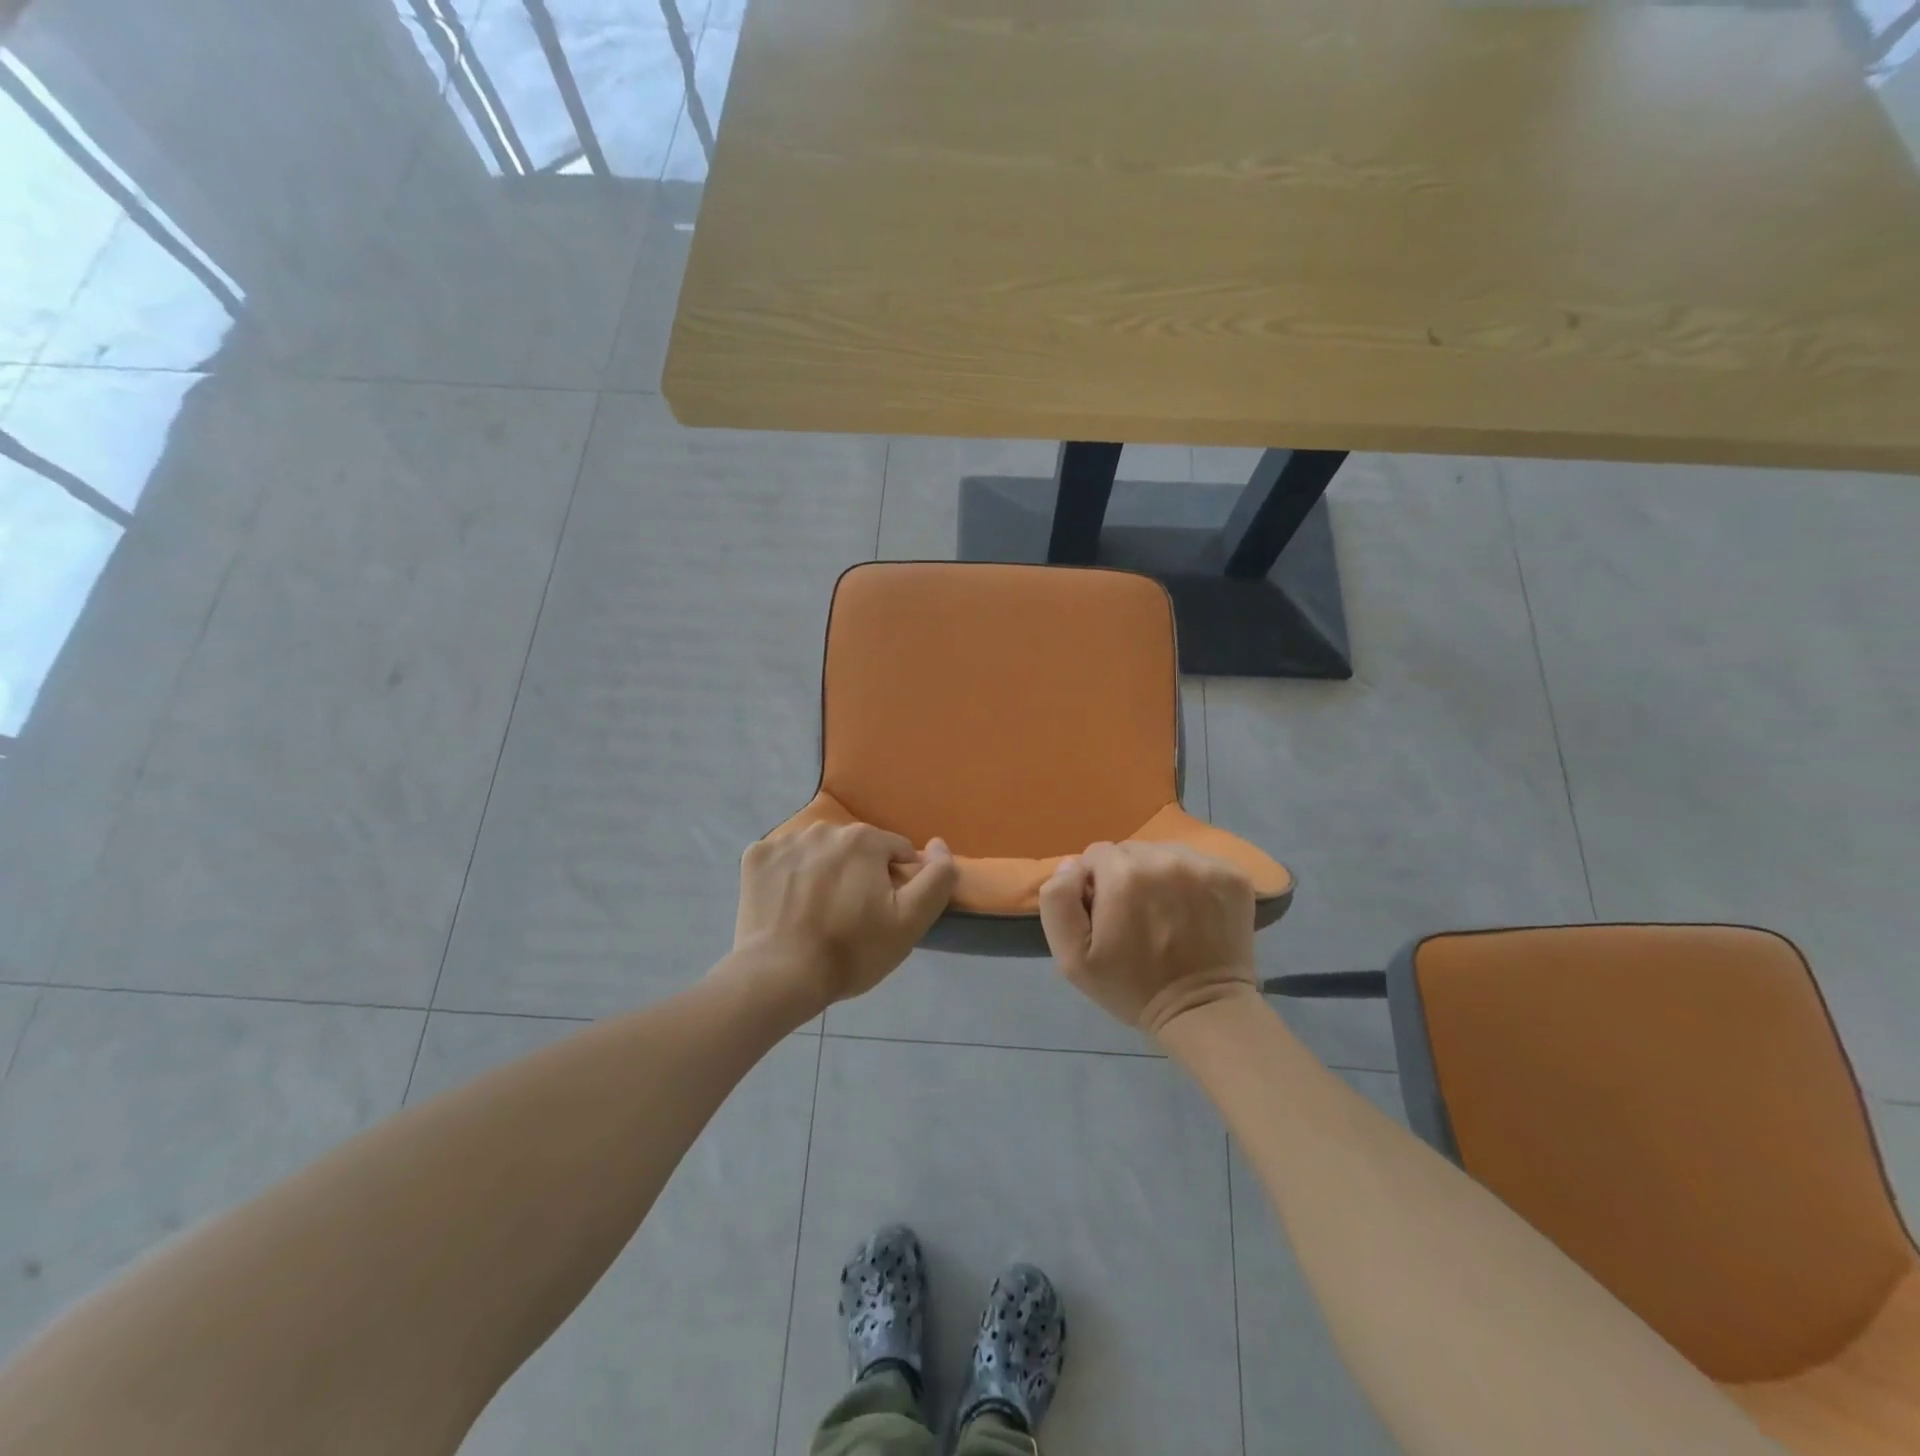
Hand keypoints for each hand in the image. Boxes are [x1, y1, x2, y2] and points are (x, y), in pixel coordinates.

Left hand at [734, 822, 956, 1013]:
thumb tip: (938, 844)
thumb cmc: (851, 951)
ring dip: (824, 871)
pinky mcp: (756, 856)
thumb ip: (937, 877)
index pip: (896, 853)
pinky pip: (784, 859)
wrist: (779, 977)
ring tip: (817, 912)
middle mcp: (825, 828)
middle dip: (859, 874)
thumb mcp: (911, 921)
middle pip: (856, 849)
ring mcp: (785, 840)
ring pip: (820, 851)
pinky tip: (787, 905)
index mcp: (864, 839)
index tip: (882, 914)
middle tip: (851, 917)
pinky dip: (788, 875)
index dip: (896, 883)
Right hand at [1039, 841, 1257, 1035]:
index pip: (1095, 855)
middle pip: (1131, 851)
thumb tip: (1071, 865)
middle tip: (1135, 917)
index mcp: (1123, 874)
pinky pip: (1198, 862)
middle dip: (1126, 877)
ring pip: (1164, 853)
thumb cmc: (1131, 987)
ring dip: (1158, 876)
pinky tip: (1192, 912)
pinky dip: (1191, 881)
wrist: (1203, 1011)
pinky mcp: (1233, 875)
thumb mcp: (1071, 957)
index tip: (1107, 916)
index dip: (1095, 885)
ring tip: (1165, 914)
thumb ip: (1058, 901)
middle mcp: (1164, 858)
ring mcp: (1203, 865)